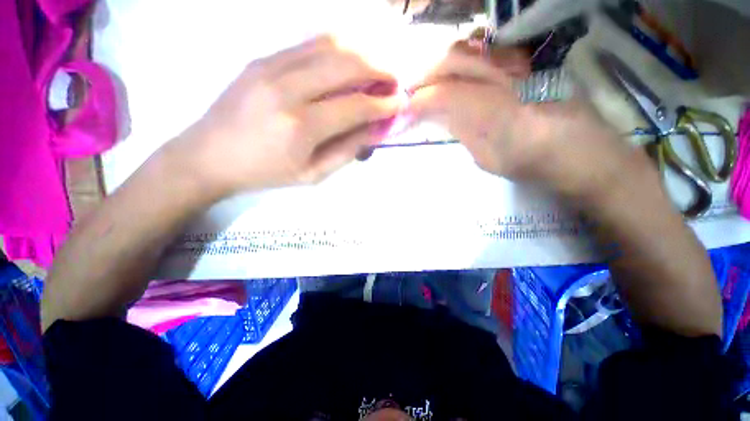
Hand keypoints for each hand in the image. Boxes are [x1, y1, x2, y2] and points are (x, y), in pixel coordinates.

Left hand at [173, 36, 401, 197]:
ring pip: (329, 44)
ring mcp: (271, 65)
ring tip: (378, 65)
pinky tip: (349, 58)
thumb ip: (347, 151)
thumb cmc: (266, 173)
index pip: (354, 106)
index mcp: (300, 127)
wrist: (210, 155)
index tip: (401, 102)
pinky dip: (338, 47)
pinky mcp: (263, 57)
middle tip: (395, 79)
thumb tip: (374, 130)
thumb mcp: (312, 175)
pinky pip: (309, 43)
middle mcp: (287, 88)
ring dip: (361, 52)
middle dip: (379, 68)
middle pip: (346, 64)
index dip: (383, 104)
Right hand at [408, 41, 643, 199]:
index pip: (447, 94)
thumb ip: (462, 131)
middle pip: (456, 60)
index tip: (404, 110)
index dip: (420, 100)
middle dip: (426, 74)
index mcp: (497, 112)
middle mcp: (509, 78)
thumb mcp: (489, 159)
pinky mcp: (529, 62)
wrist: (583, 152)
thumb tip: (440, 114)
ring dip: (443, 63)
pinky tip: (457, 72)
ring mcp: (521, 65)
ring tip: (429, 81)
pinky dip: (465, 58)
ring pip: (472, 49)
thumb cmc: (533, 165)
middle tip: (411, 91)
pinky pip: (489, 49)